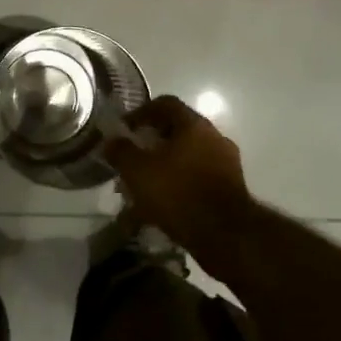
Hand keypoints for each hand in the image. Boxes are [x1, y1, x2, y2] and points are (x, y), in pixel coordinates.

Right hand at [103, 95, 256, 262]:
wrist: (226, 236)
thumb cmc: (178, 192)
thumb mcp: (138, 170)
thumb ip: (121, 151)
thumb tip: (111, 141)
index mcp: (194, 125)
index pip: (165, 104)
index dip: (140, 113)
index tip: (123, 129)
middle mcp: (214, 138)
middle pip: (176, 132)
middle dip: (150, 144)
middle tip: (130, 160)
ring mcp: (226, 165)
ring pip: (185, 159)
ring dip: (162, 169)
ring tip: (140, 190)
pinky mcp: (230, 190)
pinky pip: (195, 180)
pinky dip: (176, 188)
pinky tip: (159, 209)